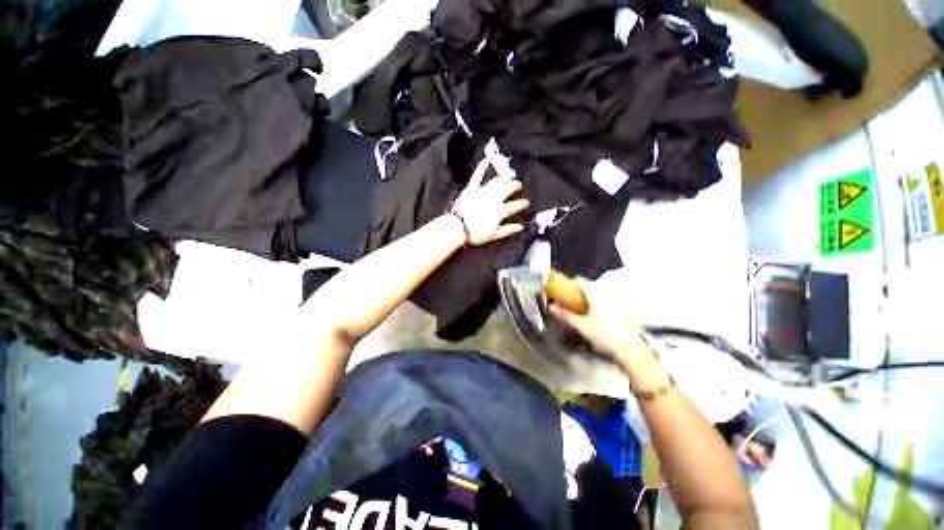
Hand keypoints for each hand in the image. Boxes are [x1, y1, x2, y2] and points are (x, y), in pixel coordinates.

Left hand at [451, 158, 528, 245]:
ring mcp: (483, 192)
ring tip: (508, 178)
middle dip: (516, 186)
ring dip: (504, 179)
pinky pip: (478, 176)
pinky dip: (482, 167)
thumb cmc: (476, 234)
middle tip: (519, 186)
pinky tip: (487, 160)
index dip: (522, 203)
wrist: (457, 228)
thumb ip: (508, 229)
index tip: (526, 203)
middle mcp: (494, 199)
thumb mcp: (494, 235)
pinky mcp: (472, 189)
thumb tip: (521, 226)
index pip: (515, 205)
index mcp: (500, 211)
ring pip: (497, 182)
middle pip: (508, 189)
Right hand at [549, 279, 656, 372]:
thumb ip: (564, 314)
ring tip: (582, 308)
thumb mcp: (580, 325)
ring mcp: (617, 301)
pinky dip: (599, 304)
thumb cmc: (604, 335)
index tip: (563, 288)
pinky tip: (597, 316)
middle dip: (579, 291)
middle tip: (570, 300)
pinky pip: (608, 300)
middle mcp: (607, 294)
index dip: (570, 283)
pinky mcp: (623, 310)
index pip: (581, 280)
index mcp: (595, 294)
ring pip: (600, 293)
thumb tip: (551, 307)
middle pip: (590, 286)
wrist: (629, 348)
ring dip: (590, 297)